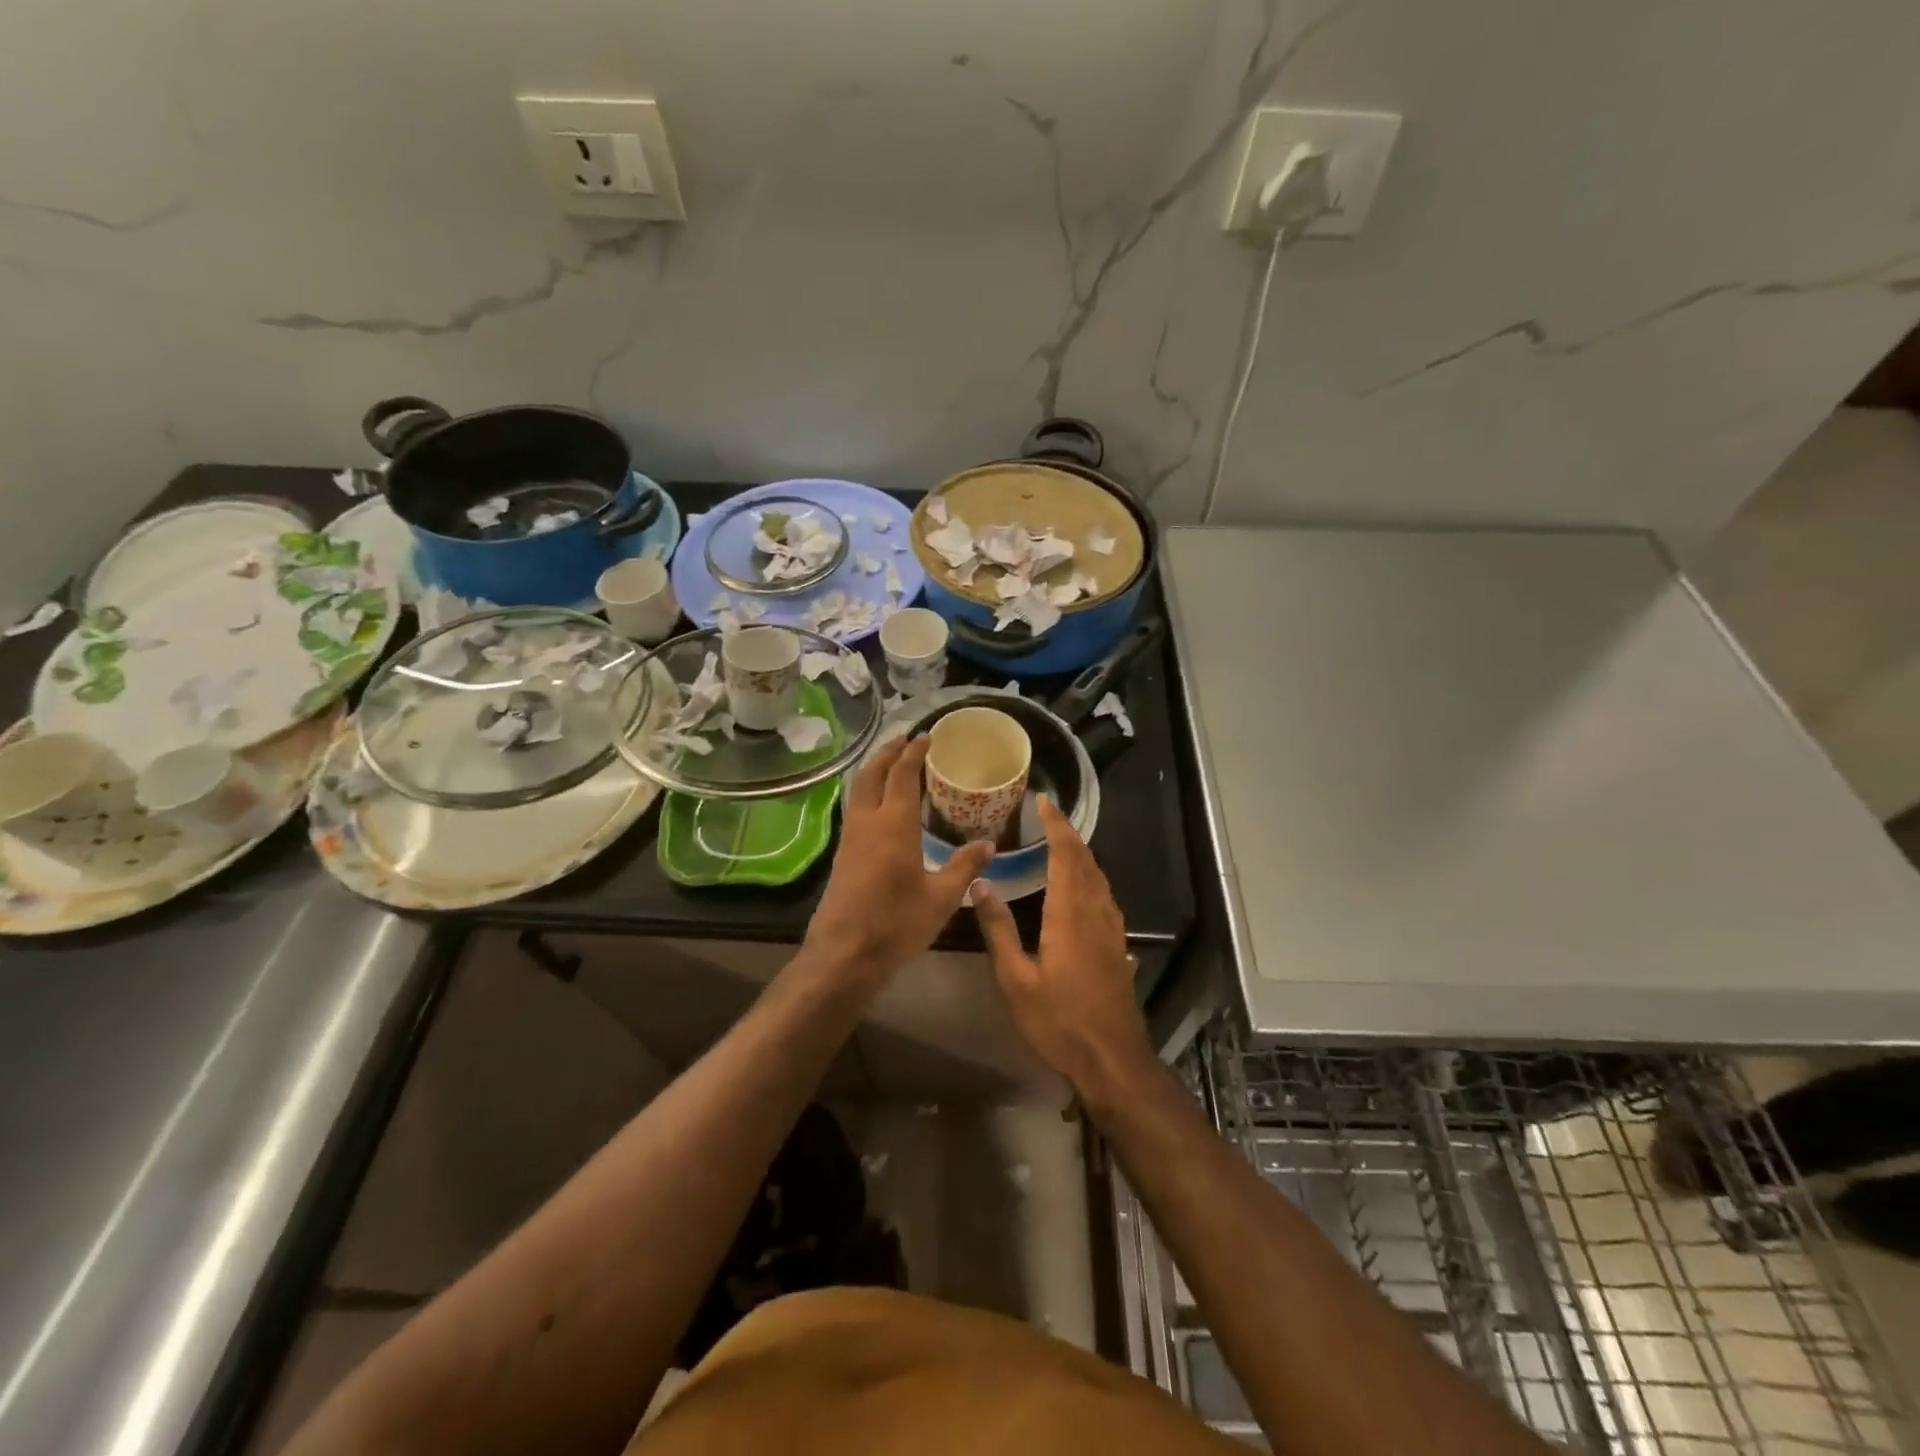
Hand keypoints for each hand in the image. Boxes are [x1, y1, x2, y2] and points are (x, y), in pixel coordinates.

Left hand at [801, 737, 993, 993]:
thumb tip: (989, 845)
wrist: (844, 954)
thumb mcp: (942, 898)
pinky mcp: (842, 855)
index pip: (903, 774)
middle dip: (888, 752)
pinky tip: (879, 805)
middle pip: (872, 773)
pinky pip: (855, 808)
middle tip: (905, 740)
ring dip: (874, 770)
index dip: (914, 752)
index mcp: (894, 824)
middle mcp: (868, 822)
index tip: (926, 737)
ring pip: (858, 789)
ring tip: (891, 764)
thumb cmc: (897, 923)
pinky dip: (868, 792)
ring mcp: (850, 838)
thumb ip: (965, 867)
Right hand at [973, 797, 1155, 1103]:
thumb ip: (999, 930)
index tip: (1044, 802)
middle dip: (1069, 834)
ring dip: (1082, 854)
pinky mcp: (1118, 944)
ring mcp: (1112, 928)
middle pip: (1086, 860)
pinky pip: (1105, 895)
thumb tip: (981, 886)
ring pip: (1099, 877)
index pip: (1066, 855)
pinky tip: (1080, 887)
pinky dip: (1090, 877)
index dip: (1056, 825)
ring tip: (1062, 843)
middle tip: (1049, 816)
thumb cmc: (1059, 1020)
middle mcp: (1095, 911)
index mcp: (1070, 913)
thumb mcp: (1016, 980)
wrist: (1112, 1057)